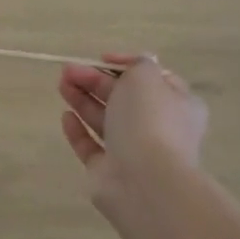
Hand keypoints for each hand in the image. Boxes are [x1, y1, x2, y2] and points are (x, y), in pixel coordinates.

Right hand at [59, 55, 207, 216]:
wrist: (144, 180)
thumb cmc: (149, 120)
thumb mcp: (146, 77)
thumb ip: (136, 64)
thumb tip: (132, 66)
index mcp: (178, 104)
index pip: (151, 79)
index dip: (126, 66)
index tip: (101, 58)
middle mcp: (158, 127)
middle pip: (122, 98)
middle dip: (95, 81)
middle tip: (68, 71)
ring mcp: (133, 151)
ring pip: (105, 120)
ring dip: (83, 100)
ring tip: (61, 85)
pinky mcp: (108, 171)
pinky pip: (91, 146)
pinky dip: (78, 130)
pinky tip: (65, 116)